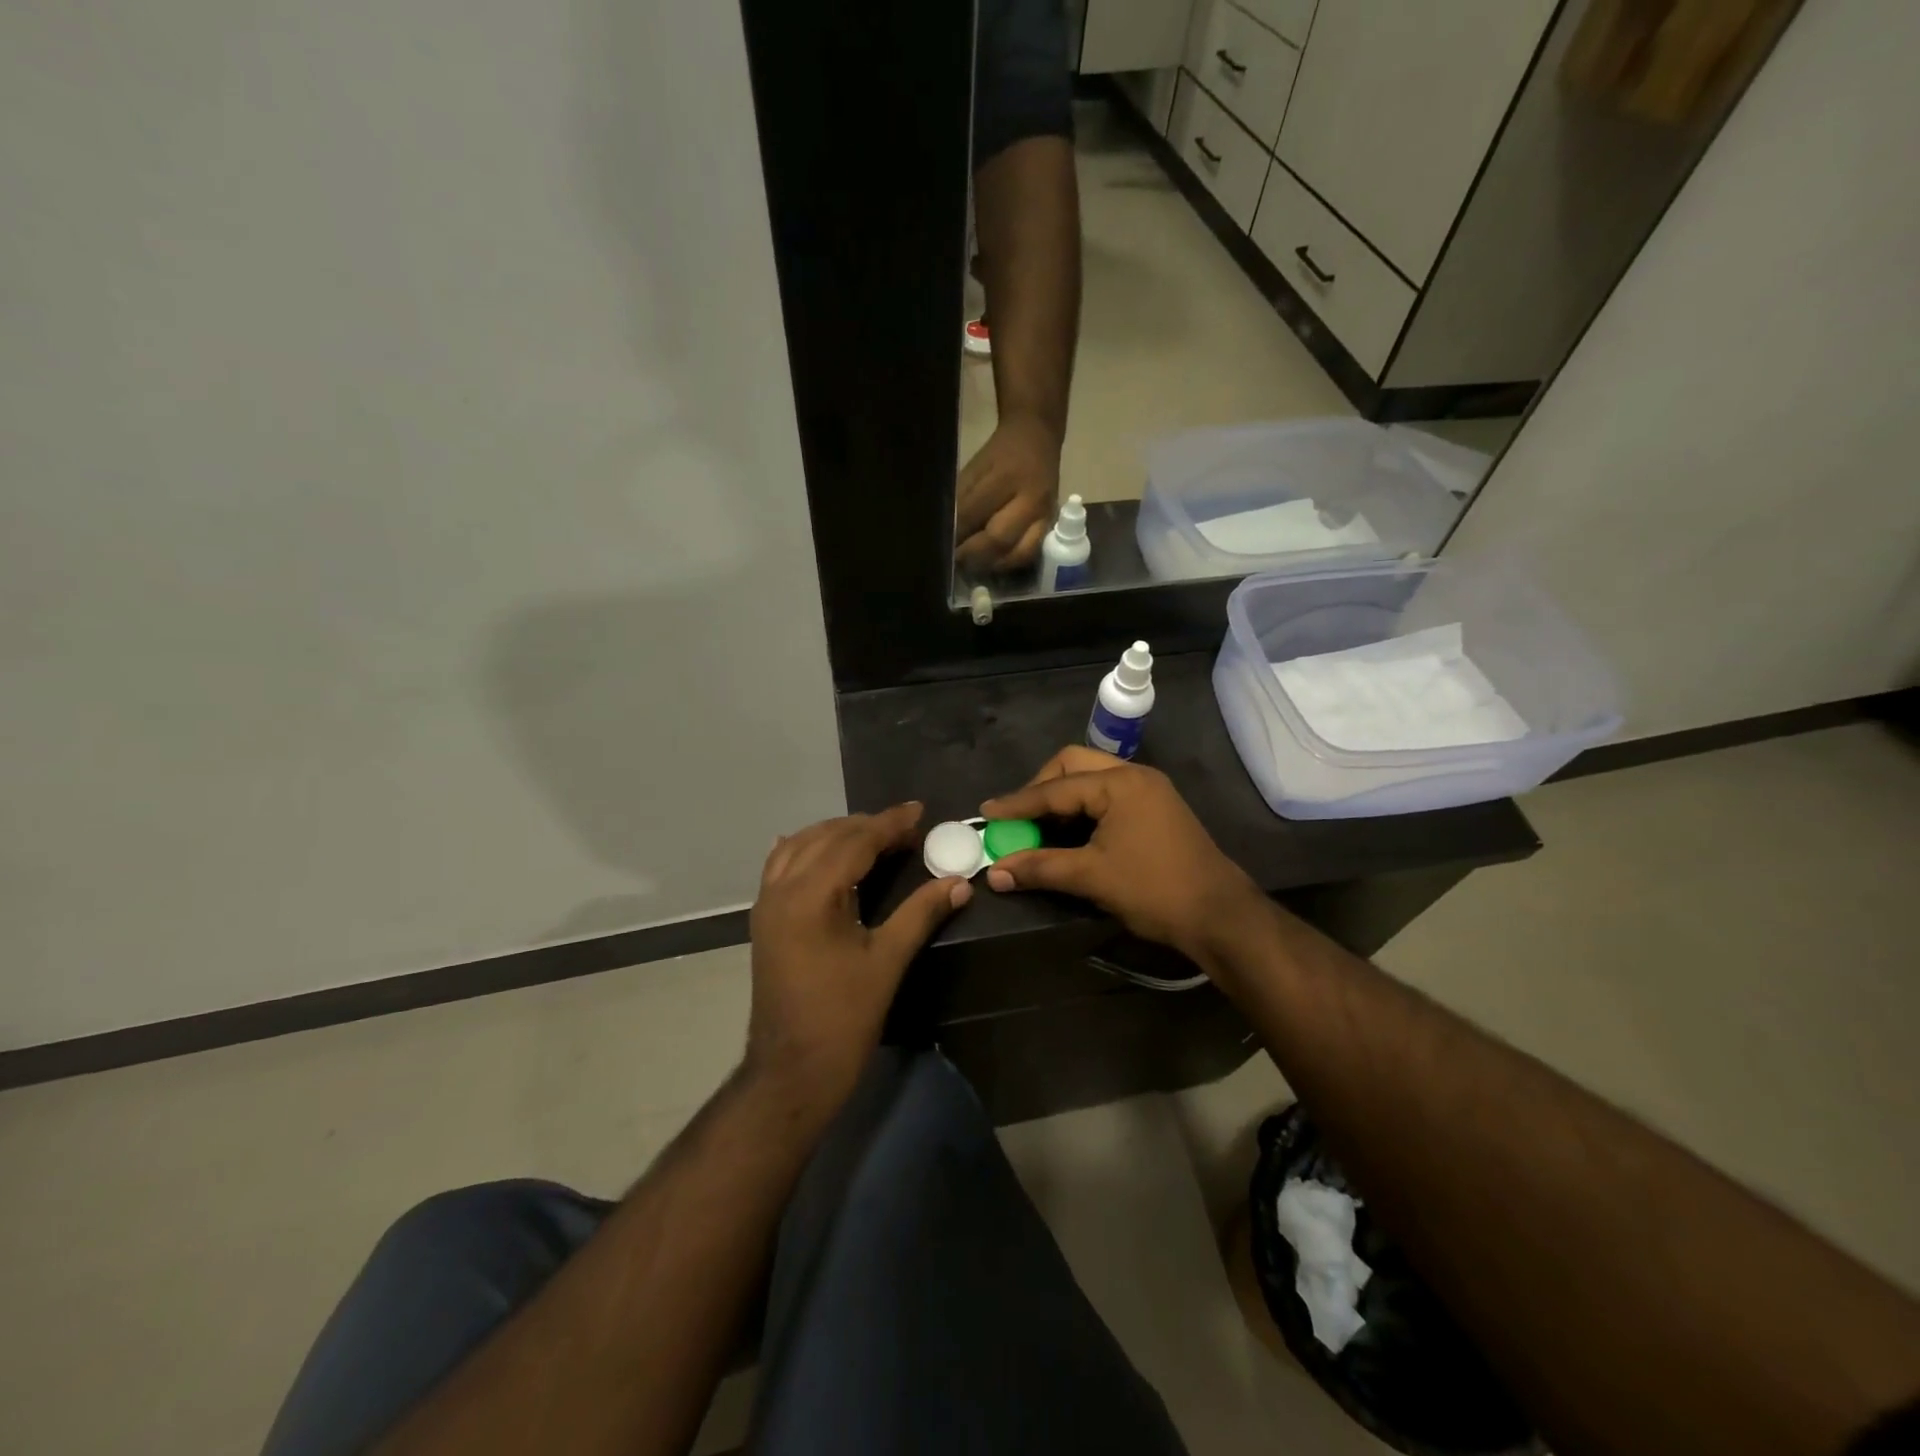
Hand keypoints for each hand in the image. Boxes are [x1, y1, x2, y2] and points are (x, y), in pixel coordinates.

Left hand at [746, 803, 970, 1107]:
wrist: (791, 1070)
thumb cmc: (843, 1017)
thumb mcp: (887, 961)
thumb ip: (921, 913)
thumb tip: (959, 882)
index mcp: (811, 895)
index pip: (854, 842)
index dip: (889, 824)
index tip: (919, 811)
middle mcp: (782, 889)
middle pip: (827, 837)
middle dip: (867, 826)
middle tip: (906, 828)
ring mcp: (767, 903)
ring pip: (801, 846)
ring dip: (837, 834)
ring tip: (874, 836)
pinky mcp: (764, 919)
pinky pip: (782, 866)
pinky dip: (807, 849)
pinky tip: (823, 851)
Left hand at [955, 413, 1061, 571]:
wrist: (1038, 438)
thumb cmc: (1000, 453)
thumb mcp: (976, 467)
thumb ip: (962, 500)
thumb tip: (947, 532)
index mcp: (1007, 476)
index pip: (974, 512)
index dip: (956, 532)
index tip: (941, 545)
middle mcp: (1031, 499)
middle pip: (999, 539)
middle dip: (972, 554)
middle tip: (955, 560)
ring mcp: (1045, 516)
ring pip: (1018, 554)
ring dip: (991, 564)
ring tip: (972, 565)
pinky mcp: (1051, 526)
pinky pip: (1030, 555)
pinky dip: (1008, 563)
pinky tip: (993, 563)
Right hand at [979, 747, 1265, 964]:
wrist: (1219, 916)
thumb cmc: (1154, 890)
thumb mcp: (1091, 877)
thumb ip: (1039, 868)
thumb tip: (994, 874)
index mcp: (1119, 783)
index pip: (1055, 788)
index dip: (1018, 803)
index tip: (986, 813)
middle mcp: (1134, 775)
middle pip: (1073, 765)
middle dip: (1041, 788)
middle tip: (1019, 816)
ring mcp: (1149, 790)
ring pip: (1092, 778)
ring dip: (1062, 797)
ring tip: (1039, 825)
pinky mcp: (1156, 808)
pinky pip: (1108, 794)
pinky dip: (1083, 807)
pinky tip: (1070, 832)